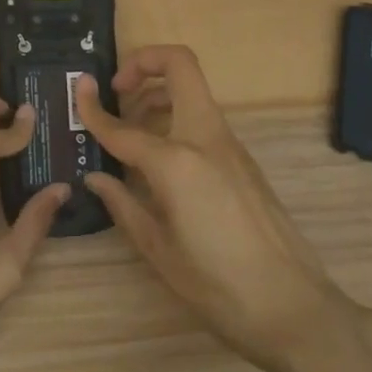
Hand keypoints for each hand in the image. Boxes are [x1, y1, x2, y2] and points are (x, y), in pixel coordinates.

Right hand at [79, 48, 351, 371]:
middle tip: (118, 90)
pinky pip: (203, 121)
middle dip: (144, 63)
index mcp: (177, 162)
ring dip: (159, 93)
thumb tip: (96, 177)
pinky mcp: (243, 161)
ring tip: (131, 128)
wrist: (294, 308)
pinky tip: (159, 162)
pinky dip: (175, 120)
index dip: (93, 108)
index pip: (123, 126)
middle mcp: (205, 138)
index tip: (77, 90)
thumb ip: (123, 204)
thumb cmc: (218, 285)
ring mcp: (230, 146)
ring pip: (193, 91)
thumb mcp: (158, 250)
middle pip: (180, 65)